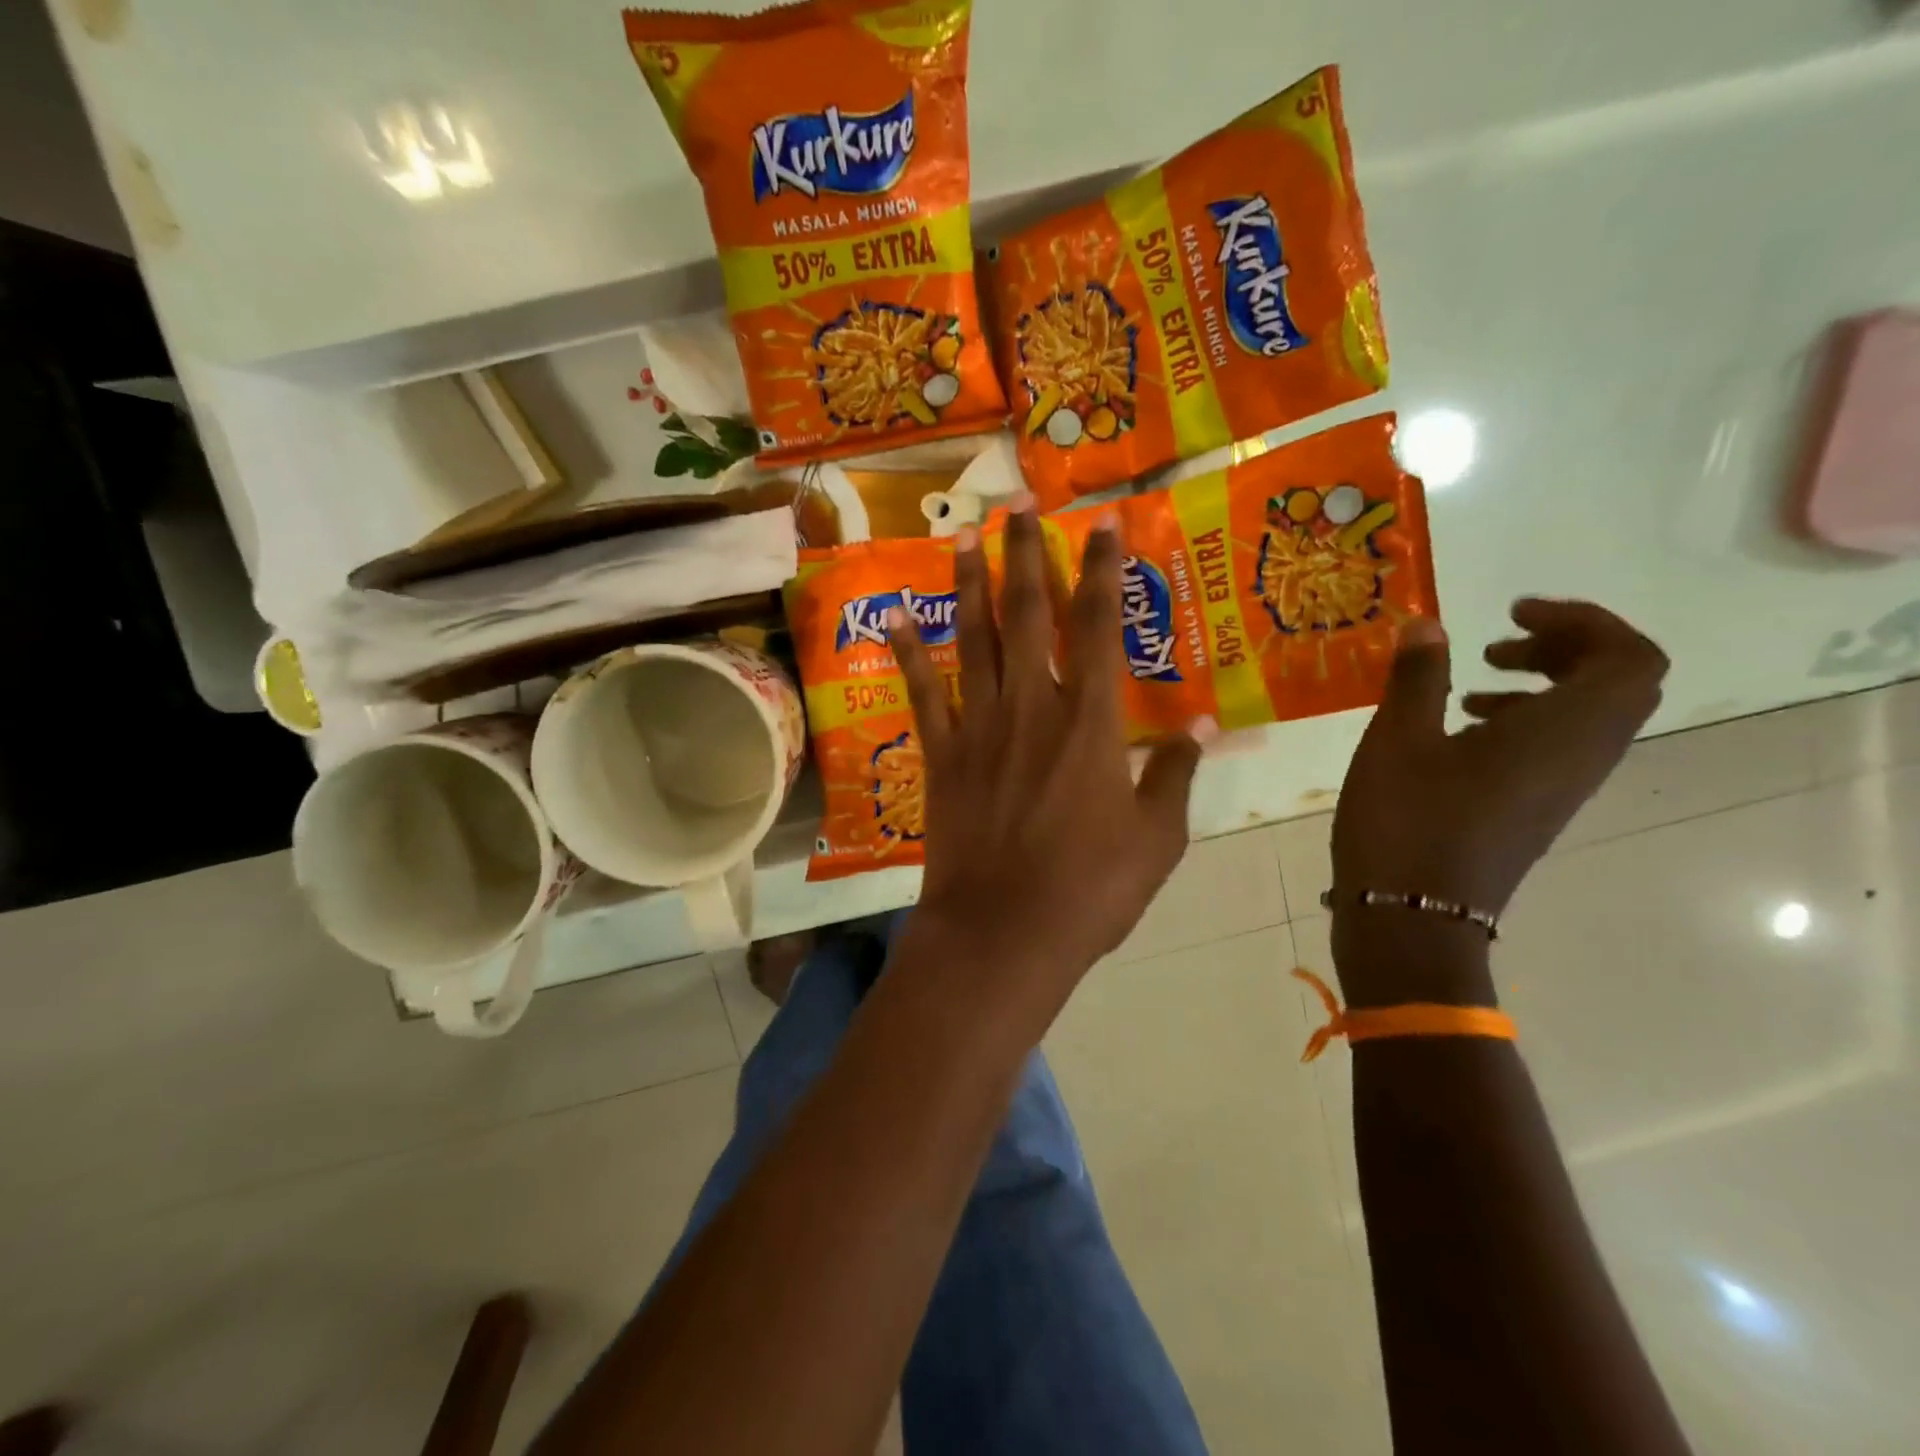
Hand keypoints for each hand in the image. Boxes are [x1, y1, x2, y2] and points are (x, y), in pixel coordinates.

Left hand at [886, 506, 1203, 1014]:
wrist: (1004, 933)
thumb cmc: (1090, 891)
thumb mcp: (1157, 840)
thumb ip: (1175, 776)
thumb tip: (1199, 727)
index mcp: (1092, 724)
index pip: (1101, 627)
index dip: (1103, 571)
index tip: (1102, 524)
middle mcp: (1033, 708)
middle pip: (1029, 616)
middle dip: (1027, 556)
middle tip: (1018, 505)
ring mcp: (980, 728)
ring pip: (975, 640)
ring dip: (970, 585)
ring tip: (963, 537)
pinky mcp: (942, 755)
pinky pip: (924, 693)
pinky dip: (911, 653)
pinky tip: (897, 617)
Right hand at [1330, 599, 1667, 1001]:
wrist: (1411, 918)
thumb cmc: (1405, 822)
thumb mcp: (1397, 740)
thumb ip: (1417, 677)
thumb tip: (1428, 625)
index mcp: (1561, 734)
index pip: (1628, 657)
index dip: (1584, 621)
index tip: (1513, 613)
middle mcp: (1581, 759)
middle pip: (1617, 683)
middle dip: (1564, 648)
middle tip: (1498, 643)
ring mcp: (1562, 790)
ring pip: (1588, 717)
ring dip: (1543, 684)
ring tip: (1472, 684)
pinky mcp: (1536, 811)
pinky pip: (1559, 748)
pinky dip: (1525, 720)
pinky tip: (1458, 730)